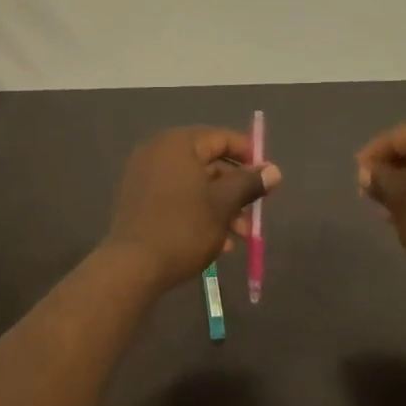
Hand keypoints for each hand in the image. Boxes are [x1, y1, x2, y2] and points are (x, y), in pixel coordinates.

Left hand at [105, 126, 281, 288]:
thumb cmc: (184, 228)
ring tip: (237, 238)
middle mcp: (158, 152)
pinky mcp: (138, 200)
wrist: (132, 266)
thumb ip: (249, 183)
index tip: (268, 180)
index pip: (223, 138)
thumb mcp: (224, 205)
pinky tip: (216, 243)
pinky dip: (198, 212)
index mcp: (178, 144)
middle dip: (235, 191)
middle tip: (254, 217)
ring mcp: (144, 176)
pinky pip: (177, 198)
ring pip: (195, 185)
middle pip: (209, 163)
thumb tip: (273, 170)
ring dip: (220, 208)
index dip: (250, 157)